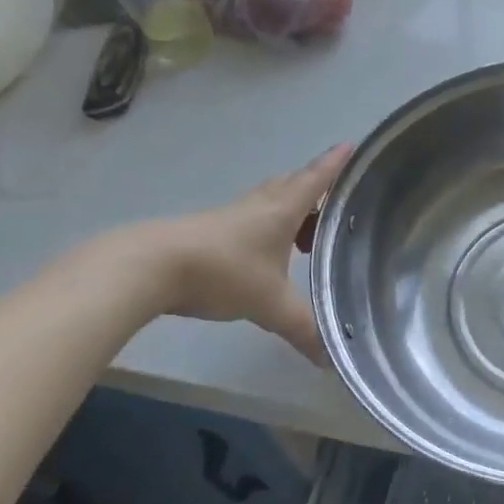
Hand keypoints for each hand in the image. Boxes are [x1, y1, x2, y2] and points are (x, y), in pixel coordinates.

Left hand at [109, 145, 352, 363]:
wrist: (152, 266)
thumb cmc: (224, 272)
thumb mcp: (270, 305)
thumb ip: (302, 329)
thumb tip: (328, 358)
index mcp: (283, 210)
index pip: (317, 178)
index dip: (335, 163)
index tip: (351, 145)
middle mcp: (261, 204)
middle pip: (294, 185)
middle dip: (317, 191)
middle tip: (335, 207)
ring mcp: (233, 214)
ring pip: (271, 201)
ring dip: (292, 211)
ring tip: (306, 237)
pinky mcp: (212, 229)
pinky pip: (252, 218)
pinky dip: (269, 227)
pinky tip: (267, 254)